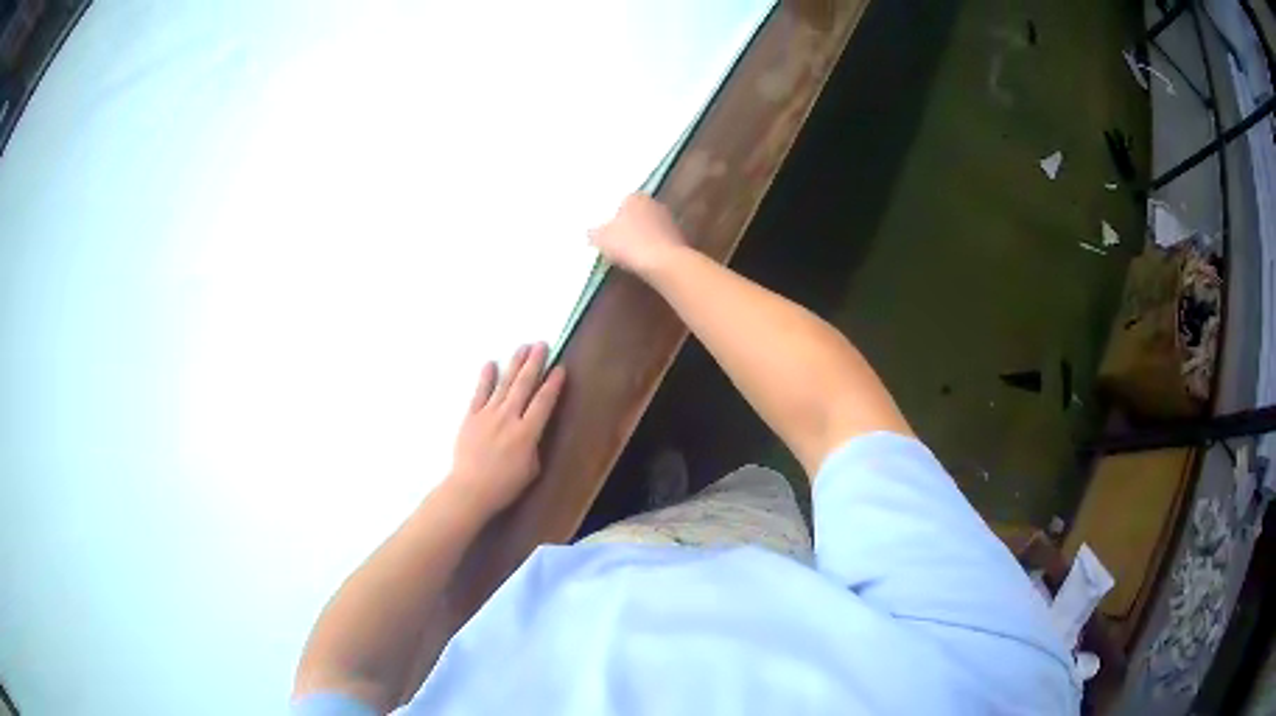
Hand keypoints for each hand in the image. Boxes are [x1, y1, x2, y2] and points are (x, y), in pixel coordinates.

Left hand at [445, 343, 566, 516]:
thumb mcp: (531, 469)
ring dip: (514, 364)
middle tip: (542, 344)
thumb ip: (534, 445)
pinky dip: (485, 377)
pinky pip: (479, 393)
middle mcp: (508, 418)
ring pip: (504, 384)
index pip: (544, 402)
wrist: (470, 490)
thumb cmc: (505, 486)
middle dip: (534, 363)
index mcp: (527, 433)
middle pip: (524, 385)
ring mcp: (488, 415)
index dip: (553, 384)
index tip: (560, 368)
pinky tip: (491, 363)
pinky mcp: (471, 417)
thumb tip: (532, 429)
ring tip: (523, 347)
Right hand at [588, 193, 688, 275]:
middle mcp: (654, 203)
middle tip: (618, 240)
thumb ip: (594, 232)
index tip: (608, 229)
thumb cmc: (629, 244)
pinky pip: (660, 240)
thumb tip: (591, 232)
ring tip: (631, 253)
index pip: (622, 201)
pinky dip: (653, 247)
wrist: (664, 263)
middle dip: (629, 224)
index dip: (614, 216)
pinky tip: (645, 260)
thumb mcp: (601, 238)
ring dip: (643, 236)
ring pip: (650, 226)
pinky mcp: (679, 238)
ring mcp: (669, 220)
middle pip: (637, 213)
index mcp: (635, 197)